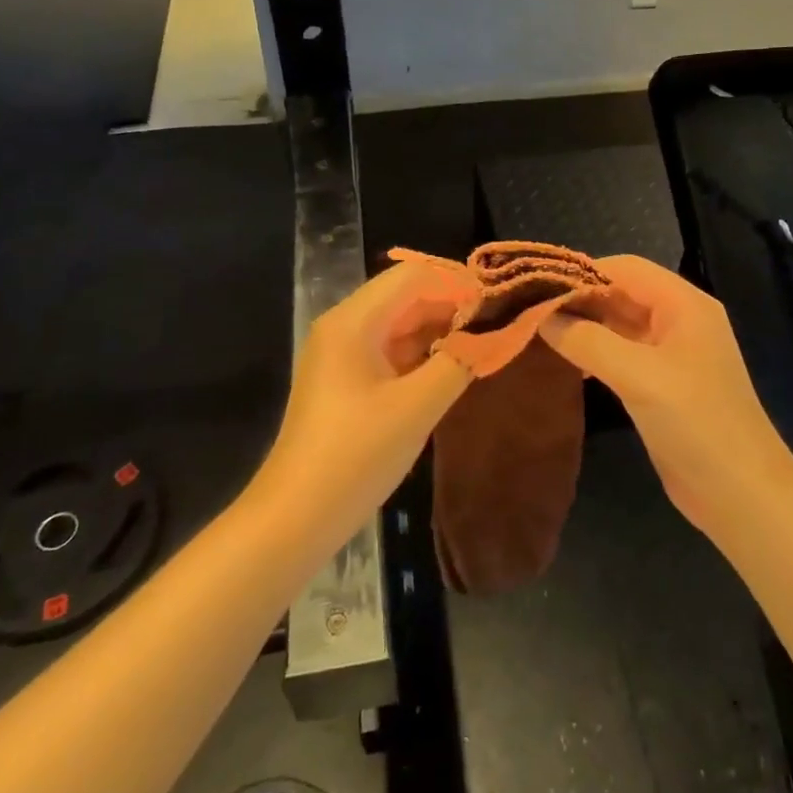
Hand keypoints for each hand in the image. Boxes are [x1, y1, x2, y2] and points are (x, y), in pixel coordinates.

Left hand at [251, 259, 476, 549]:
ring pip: (400, 322)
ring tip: (483, 344)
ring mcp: (342, 353)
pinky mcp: (346, 379)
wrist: (295, 517)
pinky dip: (422, 352)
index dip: (458, 283)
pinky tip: (452, 366)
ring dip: (440, 328)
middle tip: (497, 325)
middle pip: (406, 295)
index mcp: (354, 321)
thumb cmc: (355, 456)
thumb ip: (459, 360)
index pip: (414, 276)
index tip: (498, 303)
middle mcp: (344, 326)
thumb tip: (496, 332)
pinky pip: (390, 349)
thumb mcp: (417, 407)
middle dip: (452, 305)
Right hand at [540, 255, 792, 536]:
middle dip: (580, 299)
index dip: (582, 272)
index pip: (626, 268)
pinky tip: (566, 364)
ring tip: (539, 333)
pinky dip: (595, 352)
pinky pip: (622, 354)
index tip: (537, 286)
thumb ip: (587, 340)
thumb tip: (542, 316)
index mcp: (684, 304)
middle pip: (622, 293)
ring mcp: (672, 354)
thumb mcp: (637, 376)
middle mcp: (679, 320)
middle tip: (531, 311)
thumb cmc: (695, 423)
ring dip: (584, 326)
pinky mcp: (663, 383)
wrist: (740, 493)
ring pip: (620, 324)